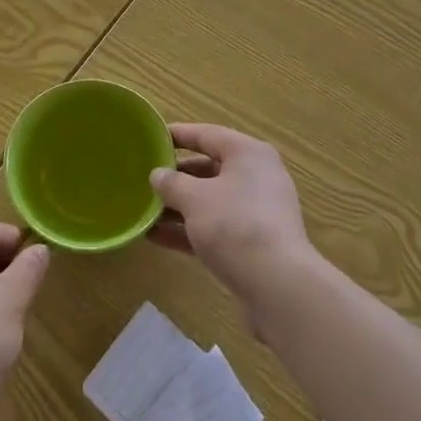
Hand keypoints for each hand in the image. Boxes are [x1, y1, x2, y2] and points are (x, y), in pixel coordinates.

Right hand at [149, 123, 316, 307]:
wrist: (277, 285)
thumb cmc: (235, 225)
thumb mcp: (195, 198)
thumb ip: (172, 183)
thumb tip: (158, 175)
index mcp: (247, 154)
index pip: (207, 134)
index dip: (178, 135)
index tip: (151, 137)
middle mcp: (256, 177)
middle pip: (209, 168)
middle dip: (176, 176)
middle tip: (144, 177)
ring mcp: (256, 212)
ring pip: (210, 201)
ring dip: (178, 206)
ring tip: (143, 209)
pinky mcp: (252, 243)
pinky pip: (214, 228)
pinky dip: (188, 230)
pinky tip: (156, 237)